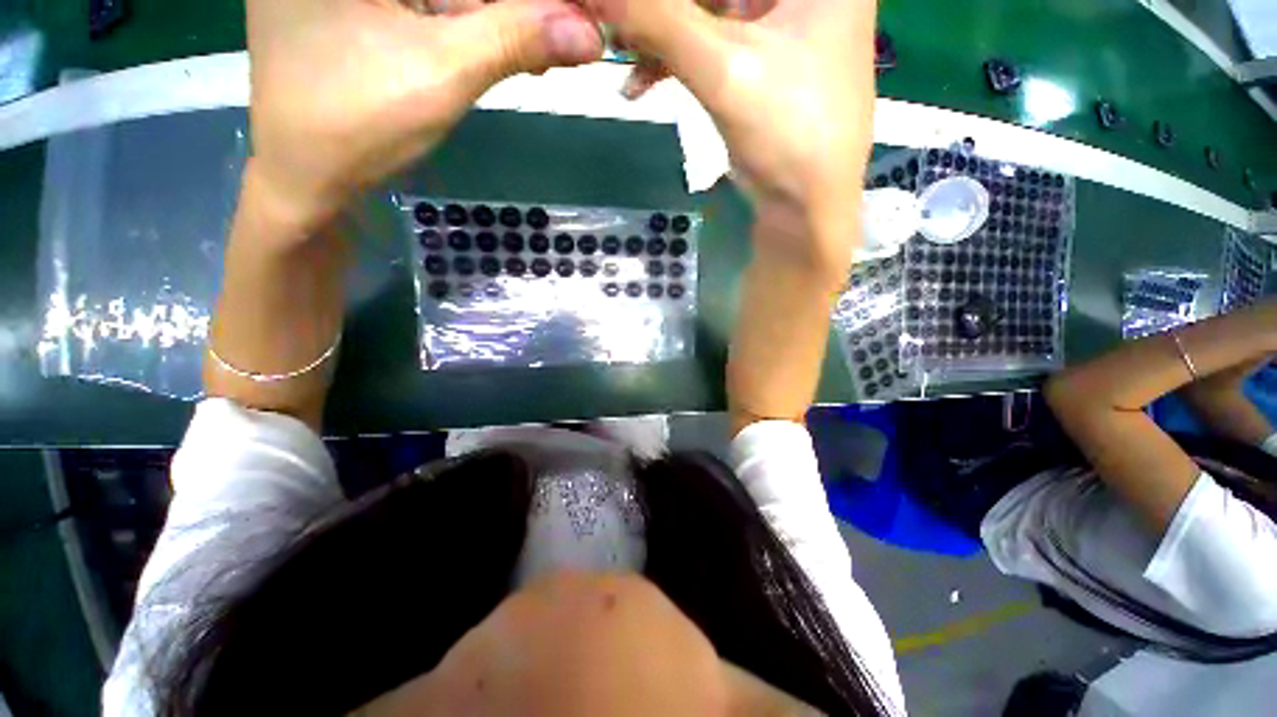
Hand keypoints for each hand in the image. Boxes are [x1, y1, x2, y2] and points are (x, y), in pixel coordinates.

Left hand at [245, 0, 602, 229]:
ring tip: (549, 46)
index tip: (584, 15)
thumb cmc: (356, 124)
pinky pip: (431, 2)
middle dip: (519, 6)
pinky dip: (474, 21)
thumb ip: (514, 39)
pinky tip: (511, 45)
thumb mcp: (441, 73)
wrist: (304, 175)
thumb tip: (588, 34)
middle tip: (574, 31)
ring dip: (502, 15)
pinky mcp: (357, 1)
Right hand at [585, 0, 876, 272]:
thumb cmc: (787, 135)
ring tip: (620, 55)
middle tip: (615, 25)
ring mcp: (782, 23)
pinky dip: (674, 61)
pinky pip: (710, 43)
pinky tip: (640, 83)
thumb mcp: (723, 70)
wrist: (805, 209)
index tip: (626, 11)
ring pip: (708, 10)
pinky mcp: (761, 61)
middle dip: (660, 9)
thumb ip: (659, 19)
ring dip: (659, 34)